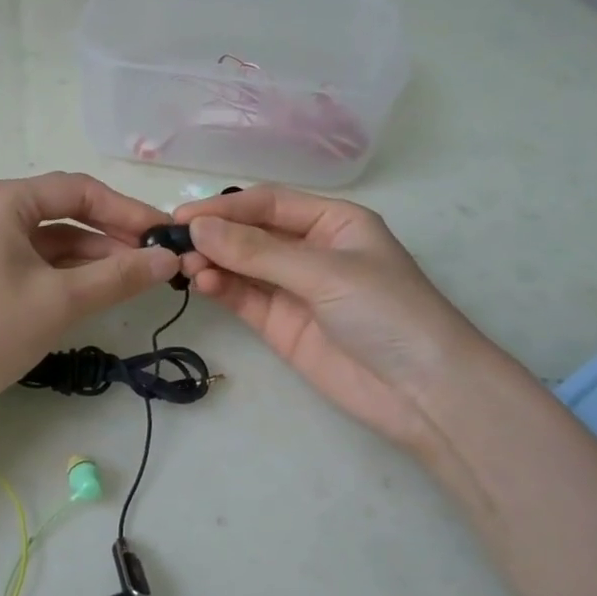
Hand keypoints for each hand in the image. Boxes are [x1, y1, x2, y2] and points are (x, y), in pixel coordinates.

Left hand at [0, 173, 178, 401]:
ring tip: (136, 277)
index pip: (76, 190)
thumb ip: (120, 275)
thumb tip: (170, 259)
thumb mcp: (62, 299)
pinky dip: (63, 273)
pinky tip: (97, 289)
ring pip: (47, 239)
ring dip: (90, 256)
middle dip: (110, 235)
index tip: (164, 234)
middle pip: (61, 211)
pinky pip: (29, 261)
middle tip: (155, 258)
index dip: (126, 211)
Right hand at [173, 185, 487, 446]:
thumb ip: (258, 251)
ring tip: (184, 266)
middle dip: (215, 235)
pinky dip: (220, 288)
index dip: (226, 207)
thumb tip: (198, 228)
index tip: (184, 216)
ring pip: (241, 266)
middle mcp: (310, 249)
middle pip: (251, 233)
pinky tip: (201, 283)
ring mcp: (293, 288)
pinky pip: (243, 297)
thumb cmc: (388, 312)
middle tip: (173, 241)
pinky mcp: (280, 324)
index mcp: (333, 222)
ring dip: (212, 262)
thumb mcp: (325, 272)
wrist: (424, 392)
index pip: (269, 204)